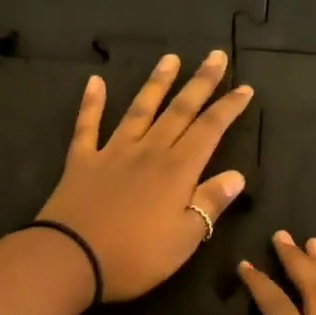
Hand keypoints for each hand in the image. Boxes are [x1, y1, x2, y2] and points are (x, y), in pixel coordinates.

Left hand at [37, 51, 253, 301]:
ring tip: (170, 58)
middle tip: (215, 56)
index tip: (244, 87)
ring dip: (156, 83)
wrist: (71, 258)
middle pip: (179, 111)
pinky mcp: (81, 161)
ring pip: (139, 109)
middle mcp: (148, 151)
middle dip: (200, 82)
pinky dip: (92, 103)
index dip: (228, 108)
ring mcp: (112, 152)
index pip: (209, 130)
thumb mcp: (185, 238)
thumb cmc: (136, 256)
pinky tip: (95, 82)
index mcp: (177, 170)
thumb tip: (237, 175)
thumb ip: (210, 202)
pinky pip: (87, 126)